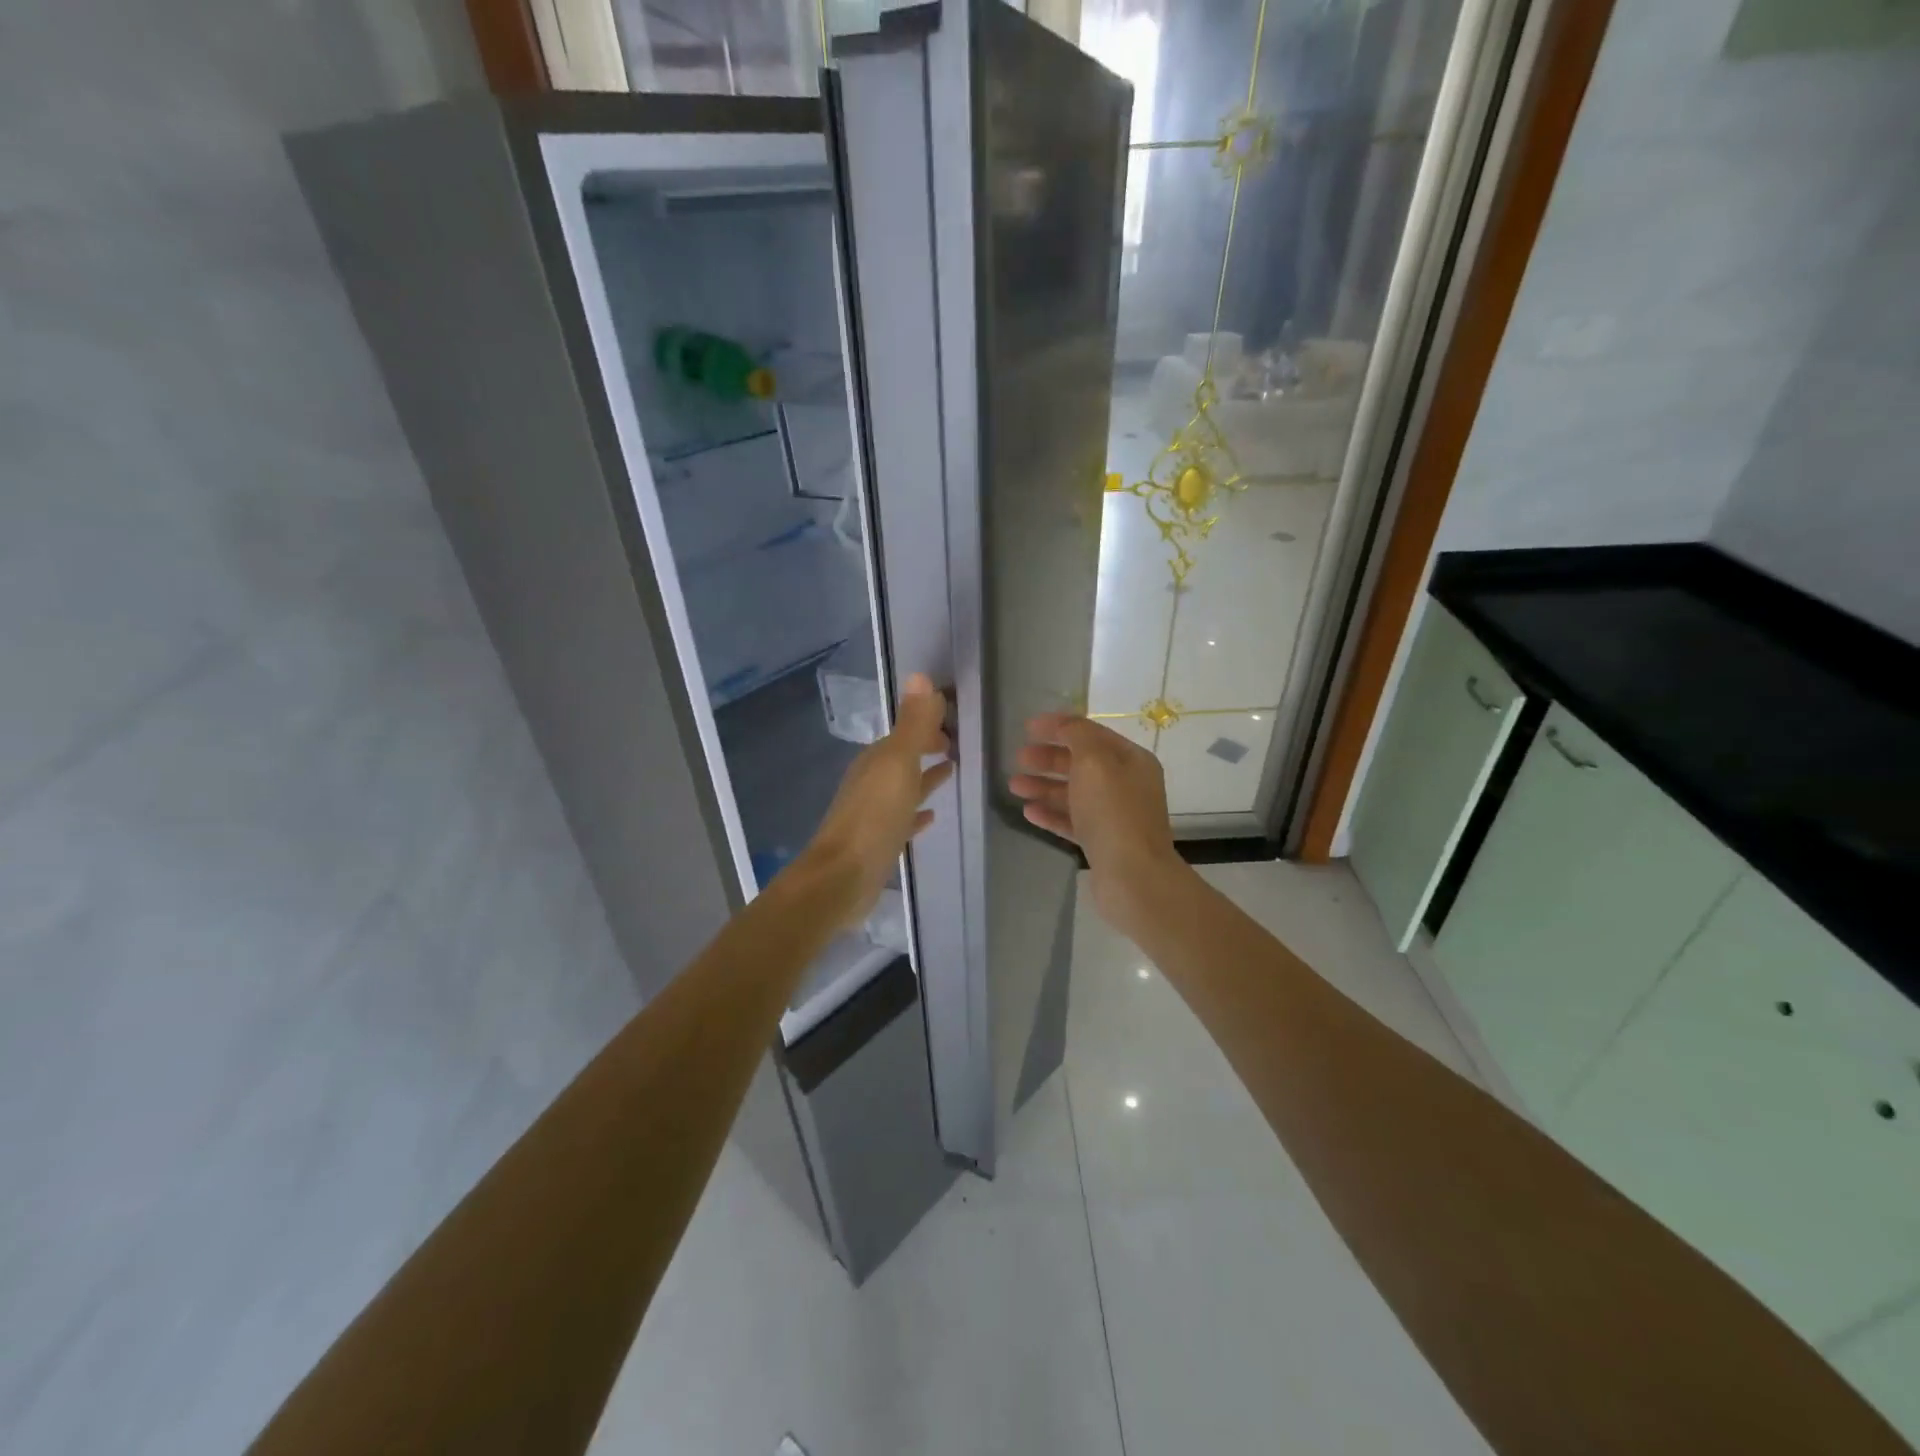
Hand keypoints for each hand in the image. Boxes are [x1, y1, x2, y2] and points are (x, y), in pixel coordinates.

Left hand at [801, 673, 953, 924]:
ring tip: (950, 771)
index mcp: (877, 760)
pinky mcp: (878, 842)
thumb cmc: (874, 818)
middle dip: (925, 747)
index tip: (953, 719)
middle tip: (955, 744)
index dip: (927, 724)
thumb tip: (920, 676)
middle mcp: (872, 782)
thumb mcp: (898, 764)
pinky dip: (916, 812)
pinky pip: (902, 819)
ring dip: (924, 777)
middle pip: (903, 758)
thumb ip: (912, 724)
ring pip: (903, 786)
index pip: (905, 732)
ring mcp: (873, 813)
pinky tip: (930, 816)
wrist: (842, 877)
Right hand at [1009, 713, 1183, 936]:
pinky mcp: (1103, 843)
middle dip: (1048, 759)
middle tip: (1018, 758)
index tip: (1027, 728)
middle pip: (1081, 764)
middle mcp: (1126, 785)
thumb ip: (1077, 736)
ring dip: (1044, 786)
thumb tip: (1065, 725)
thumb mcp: (1094, 761)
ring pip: (1074, 793)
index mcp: (1131, 760)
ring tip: (1014, 786)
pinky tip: (1028, 812)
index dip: (1059, 727)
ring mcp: (1115, 816)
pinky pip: (1073, 821)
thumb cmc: (1113, 812)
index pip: (1091, 733)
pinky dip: (1051, 813)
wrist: (1133, 876)